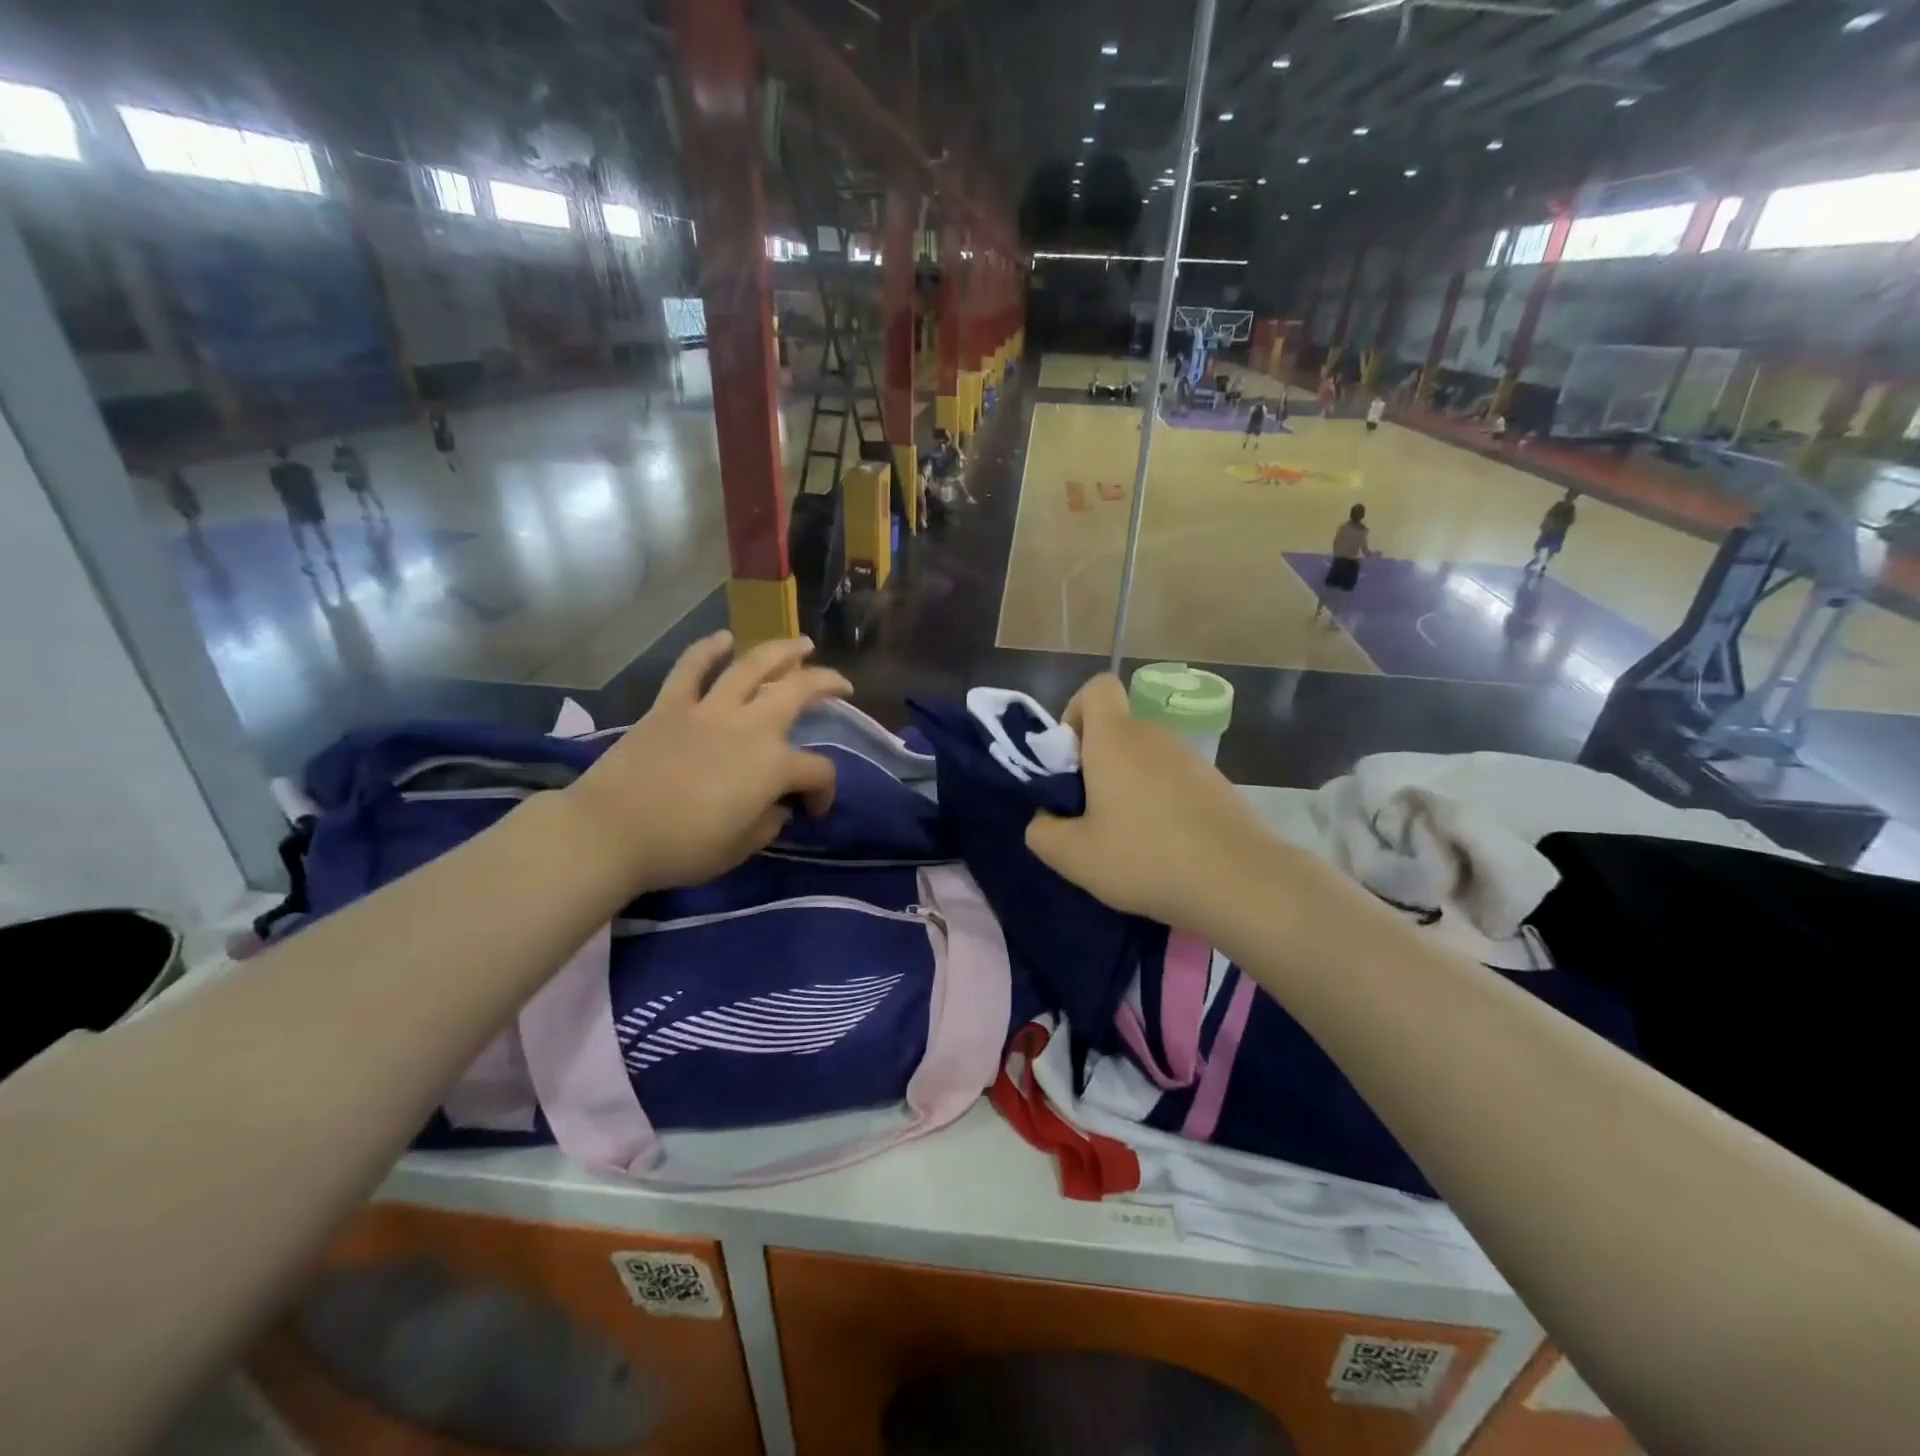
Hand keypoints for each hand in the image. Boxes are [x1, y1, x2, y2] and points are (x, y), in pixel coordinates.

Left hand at [565, 633, 850, 888]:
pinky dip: (707, 649)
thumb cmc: (682, 848)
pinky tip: (724, 638)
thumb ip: (769, 822)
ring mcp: (709, 710)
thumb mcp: (740, 848)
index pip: (818, 770)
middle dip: (827, 684)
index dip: (824, 790)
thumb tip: (776, 805)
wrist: (610, 833)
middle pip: (798, 692)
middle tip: (841, 684)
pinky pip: (691, 668)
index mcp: (773, 766)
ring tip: (800, 643)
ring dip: (781, 651)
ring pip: (752, 666)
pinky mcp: (670, 706)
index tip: (812, 809)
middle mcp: (750, 727)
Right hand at [1024, 675, 1314, 934]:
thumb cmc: (1145, 858)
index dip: (1075, 713)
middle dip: (1096, 761)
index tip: (1069, 760)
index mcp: (1115, 740)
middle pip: (1118, 728)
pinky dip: (1160, 801)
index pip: (1096, 688)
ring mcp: (1191, 759)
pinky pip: (1174, 780)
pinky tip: (1163, 846)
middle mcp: (1154, 736)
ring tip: (1127, 837)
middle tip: (1089, 813)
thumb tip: (1044, 818)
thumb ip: (1042, 832)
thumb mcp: (1074, 856)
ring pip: (1146, 757)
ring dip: (1129, 784)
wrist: (1239, 881)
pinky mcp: (1216, 784)